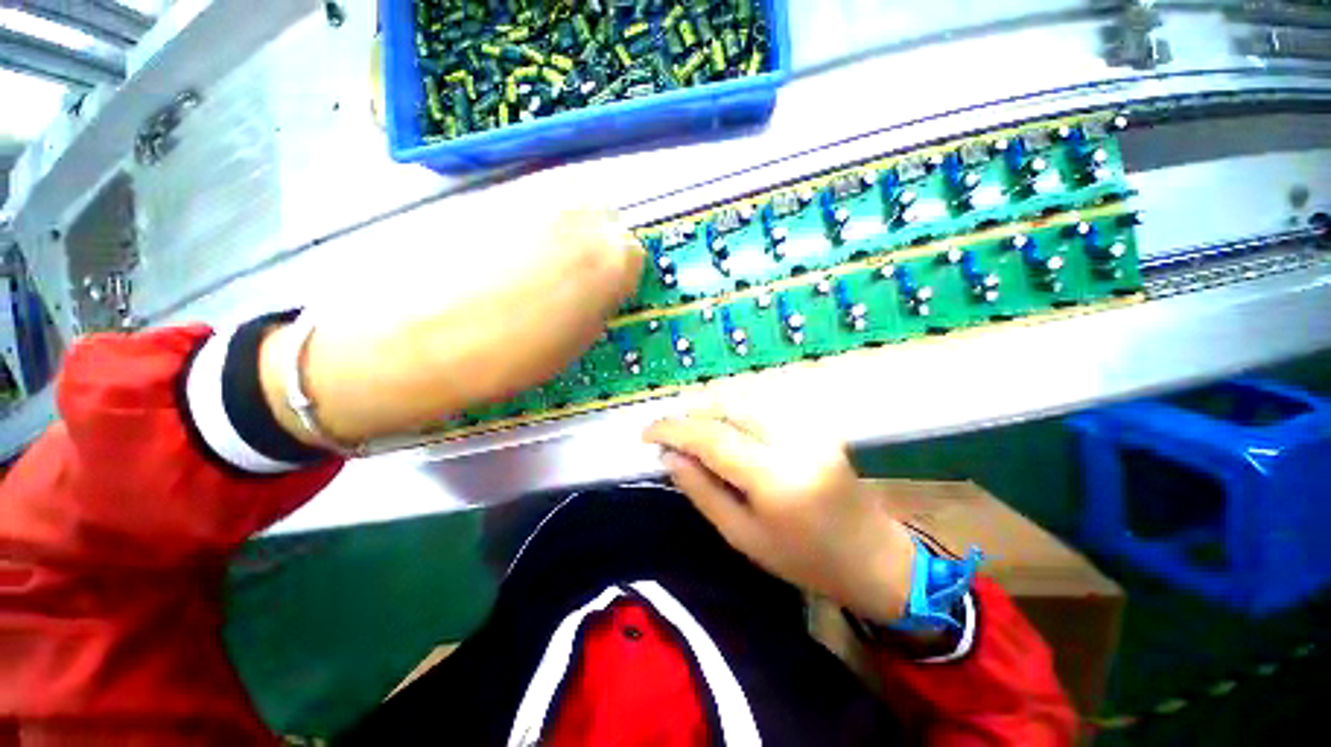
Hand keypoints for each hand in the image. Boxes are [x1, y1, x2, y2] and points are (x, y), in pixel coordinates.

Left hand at [261, 206, 643, 444]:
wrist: (417, 339)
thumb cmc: (513, 355)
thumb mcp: (579, 340)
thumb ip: (602, 301)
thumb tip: (603, 284)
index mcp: (611, 257)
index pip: (634, 253)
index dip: (618, 277)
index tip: (603, 294)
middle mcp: (580, 215)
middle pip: (606, 221)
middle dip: (599, 247)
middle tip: (576, 279)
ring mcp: (535, 197)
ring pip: (570, 209)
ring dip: (568, 235)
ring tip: (540, 270)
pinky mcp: (494, 193)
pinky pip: (533, 207)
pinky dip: (534, 228)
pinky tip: (509, 256)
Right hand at [644, 404, 916, 623]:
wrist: (871, 554)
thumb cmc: (802, 559)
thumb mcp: (741, 535)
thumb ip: (701, 490)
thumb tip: (668, 455)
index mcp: (777, 478)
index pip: (712, 437)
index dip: (673, 429)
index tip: (645, 433)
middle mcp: (795, 440)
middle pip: (729, 406)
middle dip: (690, 413)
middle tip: (666, 431)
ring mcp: (809, 426)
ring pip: (745, 398)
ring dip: (710, 407)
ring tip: (688, 427)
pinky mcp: (815, 422)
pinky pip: (763, 404)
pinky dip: (734, 409)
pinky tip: (721, 424)